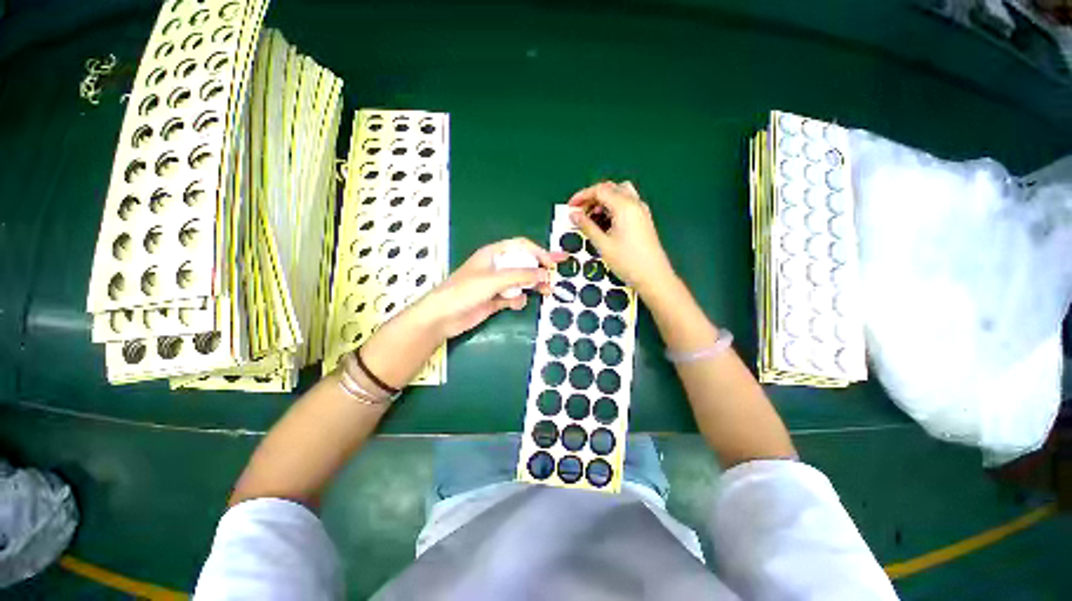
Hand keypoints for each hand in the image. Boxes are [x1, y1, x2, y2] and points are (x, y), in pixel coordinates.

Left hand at [418, 238, 565, 338]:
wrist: (443, 317)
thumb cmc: (464, 291)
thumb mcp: (493, 280)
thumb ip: (520, 275)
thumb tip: (545, 274)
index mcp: (494, 254)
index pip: (521, 247)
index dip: (538, 252)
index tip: (552, 263)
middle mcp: (497, 267)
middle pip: (524, 264)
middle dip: (539, 270)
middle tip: (554, 278)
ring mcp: (496, 284)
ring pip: (521, 281)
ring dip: (533, 286)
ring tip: (546, 292)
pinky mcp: (496, 300)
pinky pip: (514, 296)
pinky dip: (518, 300)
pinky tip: (516, 304)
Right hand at [568, 181, 675, 296]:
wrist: (654, 277)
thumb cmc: (627, 261)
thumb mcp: (603, 244)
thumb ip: (587, 226)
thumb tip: (573, 214)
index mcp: (625, 206)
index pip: (600, 190)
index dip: (582, 196)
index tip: (570, 207)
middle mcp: (635, 203)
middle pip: (610, 188)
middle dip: (592, 197)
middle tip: (579, 213)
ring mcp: (641, 211)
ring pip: (619, 195)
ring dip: (603, 202)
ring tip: (591, 219)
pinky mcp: (643, 219)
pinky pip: (626, 205)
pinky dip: (612, 208)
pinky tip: (605, 224)